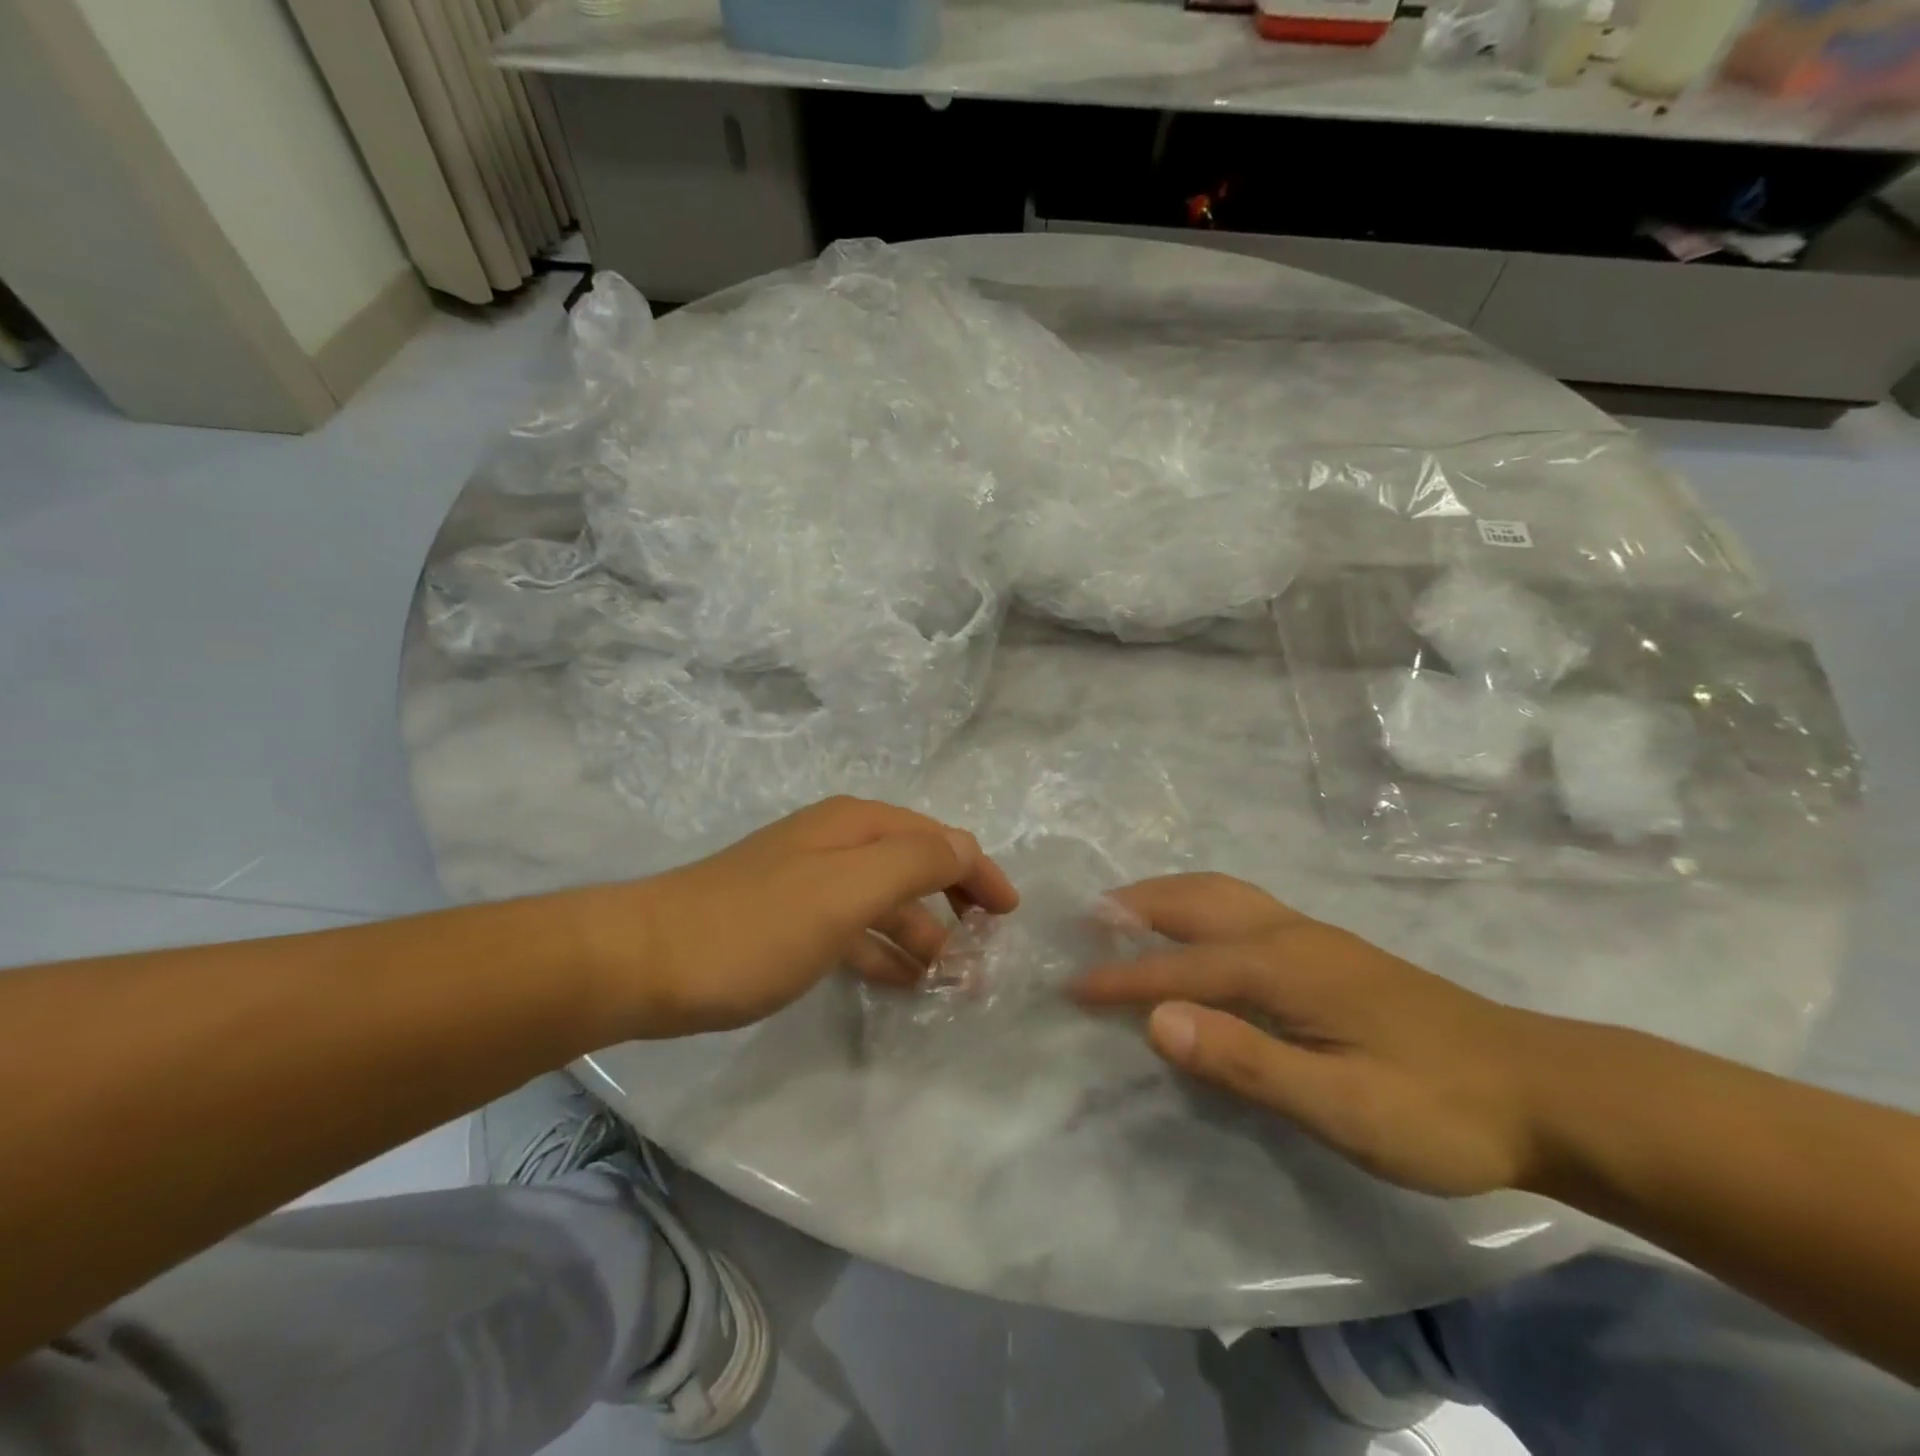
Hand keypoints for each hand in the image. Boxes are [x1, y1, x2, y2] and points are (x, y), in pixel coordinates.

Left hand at [574, 797, 1017, 1037]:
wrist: (645, 963)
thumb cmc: (756, 926)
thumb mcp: (845, 890)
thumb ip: (913, 863)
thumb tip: (964, 847)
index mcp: (855, 826)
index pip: (938, 838)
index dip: (978, 871)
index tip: (1009, 916)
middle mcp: (837, 844)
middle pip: (914, 867)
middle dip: (955, 906)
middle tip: (984, 957)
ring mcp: (810, 883)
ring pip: (886, 904)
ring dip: (924, 936)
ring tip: (953, 983)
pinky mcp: (789, 922)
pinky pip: (856, 932)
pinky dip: (885, 952)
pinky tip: (901, 981)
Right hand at [1072, 874, 1552, 1196]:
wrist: (1543, 1089)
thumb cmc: (1437, 1108)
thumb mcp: (1341, 1106)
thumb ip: (1246, 1061)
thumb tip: (1156, 1020)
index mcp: (1281, 965)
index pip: (1178, 966)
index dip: (1120, 979)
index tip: (1068, 986)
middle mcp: (1287, 933)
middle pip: (1193, 901)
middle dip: (1132, 908)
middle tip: (1083, 923)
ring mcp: (1311, 935)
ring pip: (1219, 894)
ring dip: (1163, 896)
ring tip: (1123, 914)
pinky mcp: (1328, 949)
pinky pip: (1239, 907)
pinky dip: (1195, 905)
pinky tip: (1196, 932)